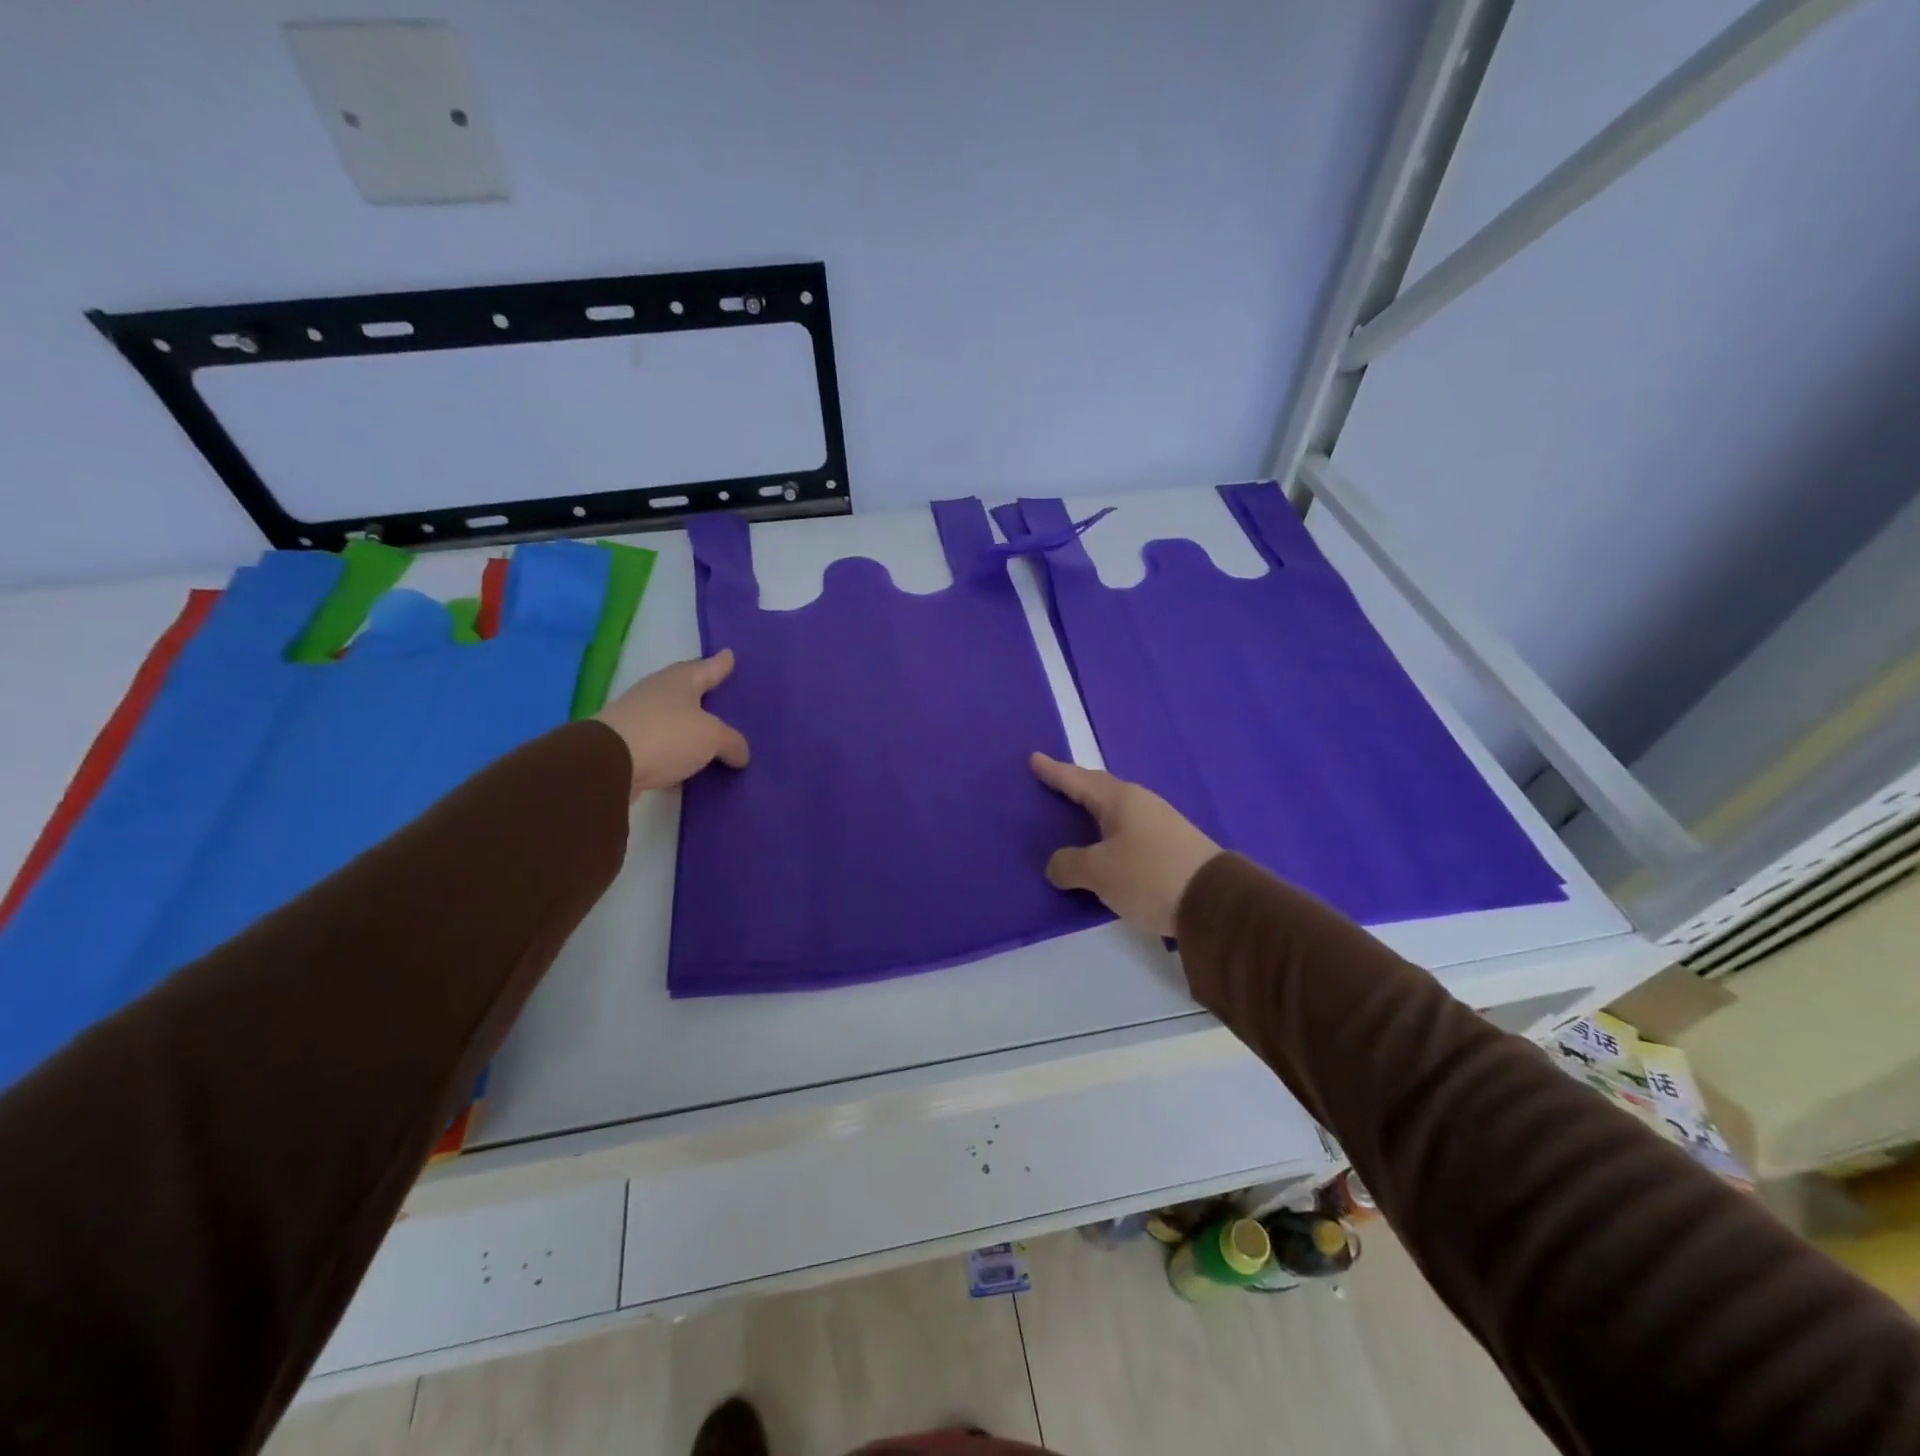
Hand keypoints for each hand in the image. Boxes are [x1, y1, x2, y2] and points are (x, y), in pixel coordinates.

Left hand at [595, 650, 749, 800]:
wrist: (607, 763)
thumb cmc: (667, 735)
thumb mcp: (711, 737)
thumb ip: (731, 742)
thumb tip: (741, 754)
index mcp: (679, 681)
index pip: (706, 668)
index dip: (720, 664)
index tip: (729, 655)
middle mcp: (656, 692)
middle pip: (684, 689)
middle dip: (701, 692)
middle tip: (720, 693)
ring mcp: (637, 717)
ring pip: (671, 717)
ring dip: (687, 724)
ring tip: (708, 732)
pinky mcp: (626, 744)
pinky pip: (660, 743)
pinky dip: (673, 749)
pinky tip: (686, 759)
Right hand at [1030, 753, 1219, 937]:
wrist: (1215, 902)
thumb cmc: (1149, 876)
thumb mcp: (1099, 872)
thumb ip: (1070, 864)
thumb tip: (1057, 865)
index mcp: (1120, 800)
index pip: (1078, 780)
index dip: (1054, 772)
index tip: (1034, 758)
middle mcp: (1141, 803)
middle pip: (1099, 789)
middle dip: (1075, 785)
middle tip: (1053, 782)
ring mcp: (1160, 823)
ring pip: (1116, 810)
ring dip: (1093, 810)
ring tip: (1075, 815)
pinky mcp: (1171, 846)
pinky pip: (1128, 830)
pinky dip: (1109, 832)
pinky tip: (1105, 844)